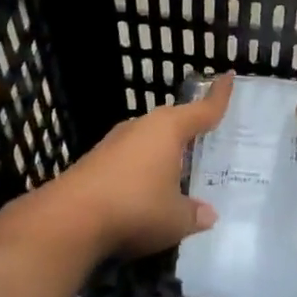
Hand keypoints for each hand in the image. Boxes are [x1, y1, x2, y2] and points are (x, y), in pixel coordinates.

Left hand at [55, 74, 232, 257]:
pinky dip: (141, 167)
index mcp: (169, 129)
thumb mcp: (175, 219)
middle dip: (188, 127)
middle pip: (173, 120)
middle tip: (206, 136)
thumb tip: (208, 215)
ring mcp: (114, 142)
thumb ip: (194, 214)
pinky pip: (129, 157)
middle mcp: (142, 127)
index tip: (228, 76)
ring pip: (148, 139)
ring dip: (162, 151)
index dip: (219, 96)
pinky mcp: (94, 161)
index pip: (203, 109)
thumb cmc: (135, 208)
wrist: (68, 220)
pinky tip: (144, 188)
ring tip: (177, 168)